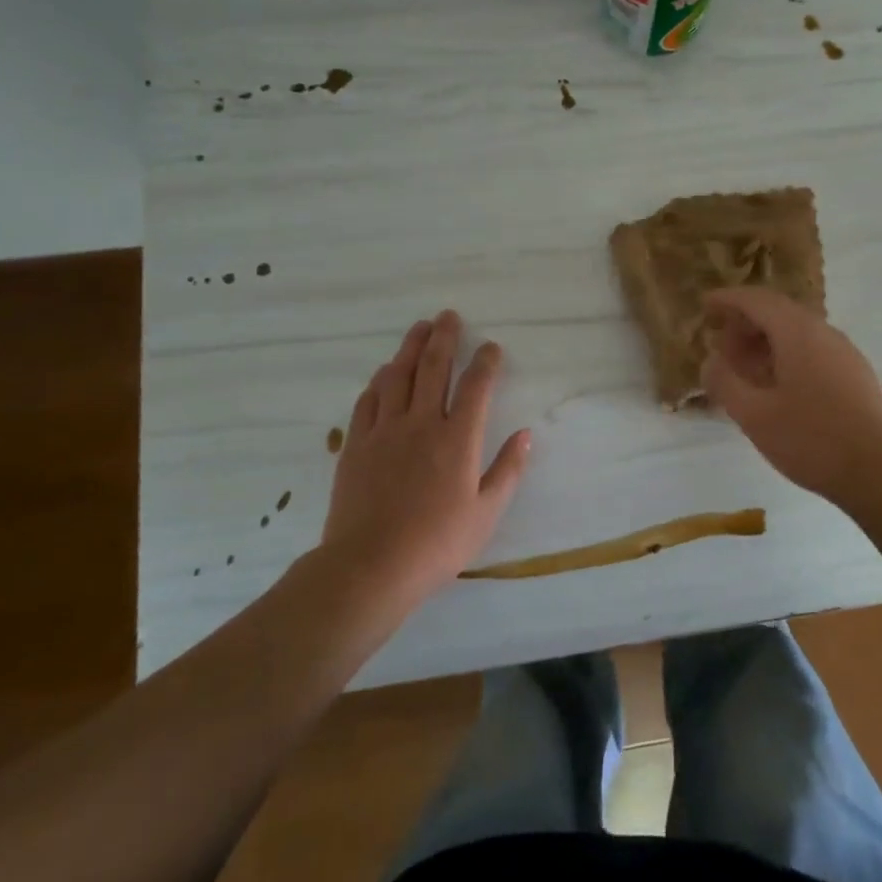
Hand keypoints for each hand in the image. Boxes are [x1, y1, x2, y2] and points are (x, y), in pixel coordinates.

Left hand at [322, 310, 530, 614]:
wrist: (371, 565)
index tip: (491, 347)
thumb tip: (525, 435)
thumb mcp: (487, 513)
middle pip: (434, 367)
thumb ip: (508, 470)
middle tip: (448, 316)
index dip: (486, 362)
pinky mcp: (356, 444)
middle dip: (444, 337)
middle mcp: (422, 423)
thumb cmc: (437, 543)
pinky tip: (384, 373)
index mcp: (458, 438)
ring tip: (418, 329)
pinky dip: (379, 381)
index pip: (476, 386)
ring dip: (410, 348)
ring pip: (398, 376)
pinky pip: (368, 400)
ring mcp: (385, 430)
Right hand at [701, 287, 881, 505]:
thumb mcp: (755, 416)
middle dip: (745, 323)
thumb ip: (725, 383)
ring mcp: (844, 353)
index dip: (728, 299)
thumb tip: (710, 361)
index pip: (757, 300)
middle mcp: (823, 333)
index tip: (705, 305)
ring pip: (797, 333)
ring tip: (743, 370)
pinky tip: (775, 388)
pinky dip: (785, 356)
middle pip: (778, 313)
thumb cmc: (812, 440)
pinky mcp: (855, 375)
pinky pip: (812, 351)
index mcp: (798, 333)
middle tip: (720, 346)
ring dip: (765, 342)